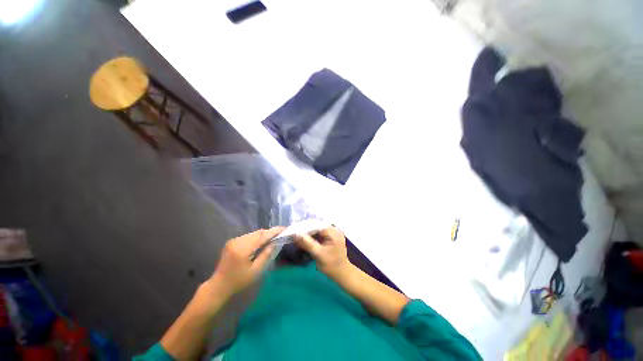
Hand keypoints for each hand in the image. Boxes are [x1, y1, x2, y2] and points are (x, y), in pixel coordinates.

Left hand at [211, 227, 283, 295]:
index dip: (274, 231)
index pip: (262, 236)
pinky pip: (248, 236)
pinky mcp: (232, 242)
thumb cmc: (238, 282)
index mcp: (243, 249)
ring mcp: (233, 240)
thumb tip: (276, 242)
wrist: (218, 287)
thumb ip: (266, 255)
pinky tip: (261, 243)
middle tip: (280, 234)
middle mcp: (237, 241)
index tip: (284, 229)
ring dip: (263, 235)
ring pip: (253, 234)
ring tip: (273, 239)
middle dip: (269, 233)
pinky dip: (257, 238)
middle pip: (258, 233)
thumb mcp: (256, 271)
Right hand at [294, 226, 351, 280]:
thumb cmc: (331, 265)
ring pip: (317, 229)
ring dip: (308, 233)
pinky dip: (312, 236)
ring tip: (297, 236)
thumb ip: (307, 243)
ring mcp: (333, 232)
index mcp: (332, 231)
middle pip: (316, 226)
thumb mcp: (318, 254)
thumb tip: (295, 234)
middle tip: (293, 234)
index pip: (315, 225)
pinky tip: (305, 239)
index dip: (303, 227)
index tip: (293, 231)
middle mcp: (334, 229)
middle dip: (305, 230)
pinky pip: (320, 233)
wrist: (342, 274)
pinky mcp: (331, 237)